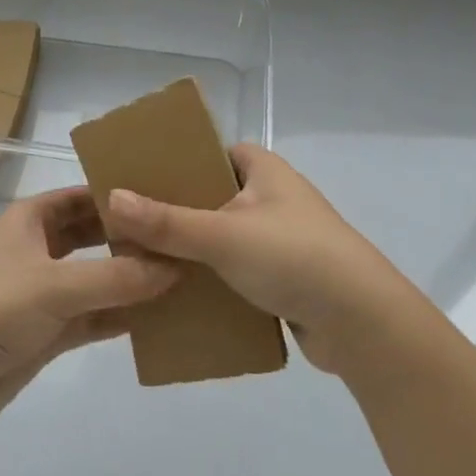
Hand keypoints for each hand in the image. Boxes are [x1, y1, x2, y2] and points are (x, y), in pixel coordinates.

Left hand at [0, 188, 178, 433]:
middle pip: (94, 235)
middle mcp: (40, 248)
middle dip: (131, 238)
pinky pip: (95, 315)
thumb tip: (176, 266)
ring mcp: (45, 290)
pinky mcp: (50, 330)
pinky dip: (122, 316)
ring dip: (132, 279)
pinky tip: (161, 317)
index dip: (119, 195)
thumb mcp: (56, 285)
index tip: (166, 196)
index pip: (83, 196)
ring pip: (98, 277)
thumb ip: (117, 276)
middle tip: (183, 238)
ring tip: (184, 276)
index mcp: (31, 219)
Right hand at [106, 145, 414, 374]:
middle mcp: (273, 197)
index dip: (177, 160)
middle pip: (212, 195)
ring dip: (191, 249)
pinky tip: (177, 293)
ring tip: (143, 259)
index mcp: (264, 170)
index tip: (139, 176)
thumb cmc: (293, 257)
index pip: (212, 151)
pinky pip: (236, 270)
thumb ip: (166, 221)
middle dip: (176, 210)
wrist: (363, 324)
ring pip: (222, 236)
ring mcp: (281, 239)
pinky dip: (211, 279)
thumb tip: (111, 198)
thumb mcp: (222, 234)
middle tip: (131, 221)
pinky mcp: (285, 278)